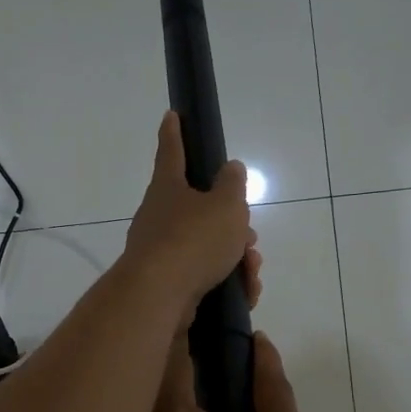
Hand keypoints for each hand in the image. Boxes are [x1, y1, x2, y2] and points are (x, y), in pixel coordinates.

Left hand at [123, 111, 255, 319]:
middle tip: (249, 235)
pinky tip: (245, 291)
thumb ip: (232, 185)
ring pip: (207, 246)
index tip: (171, 115)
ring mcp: (161, 251)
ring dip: (235, 256)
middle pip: (200, 209)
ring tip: (251, 269)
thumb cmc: (194, 239)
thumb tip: (230, 168)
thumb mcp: (225, 205)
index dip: (174, 132)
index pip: (172, 151)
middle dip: (230, 222)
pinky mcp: (168, 283)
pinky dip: (228, 281)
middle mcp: (159, 216)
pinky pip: (205, 275)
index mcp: (168, 187)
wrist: (160, 297)